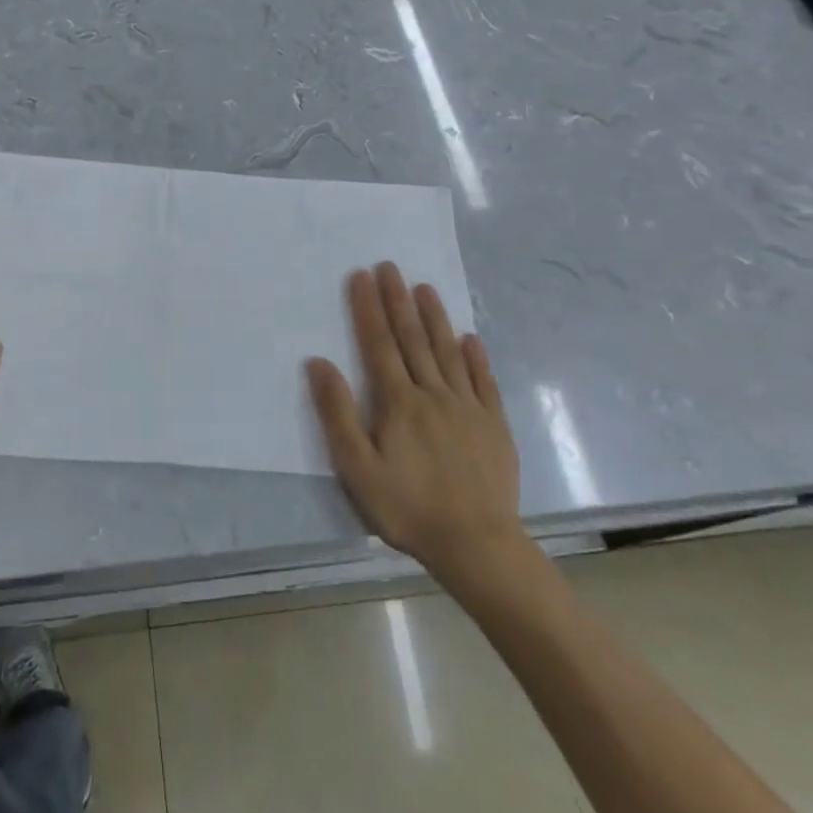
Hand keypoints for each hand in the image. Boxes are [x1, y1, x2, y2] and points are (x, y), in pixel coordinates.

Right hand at [307, 263, 530, 597]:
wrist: (477, 545)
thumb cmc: (408, 508)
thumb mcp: (357, 468)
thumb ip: (337, 413)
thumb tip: (318, 362)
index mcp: (398, 402)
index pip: (379, 345)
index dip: (368, 309)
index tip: (361, 276)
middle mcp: (433, 394)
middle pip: (413, 339)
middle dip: (398, 301)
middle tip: (390, 267)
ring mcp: (468, 408)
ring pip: (447, 352)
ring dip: (435, 318)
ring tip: (425, 288)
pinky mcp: (494, 426)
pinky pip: (483, 382)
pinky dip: (475, 358)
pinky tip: (470, 339)